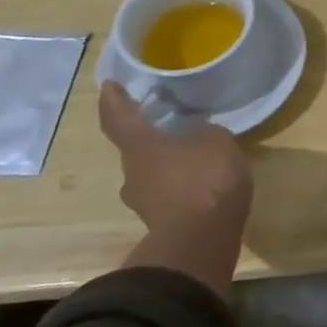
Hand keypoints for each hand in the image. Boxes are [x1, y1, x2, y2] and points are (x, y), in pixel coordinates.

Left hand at [99, 81, 252, 290]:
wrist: (201, 240)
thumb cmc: (205, 180)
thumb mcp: (218, 142)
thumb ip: (206, 134)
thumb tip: (199, 137)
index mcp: (140, 146)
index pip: (119, 117)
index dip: (114, 100)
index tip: (109, 86)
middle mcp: (132, 173)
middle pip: (137, 150)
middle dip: (153, 140)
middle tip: (173, 130)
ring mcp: (144, 203)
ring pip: (153, 176)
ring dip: (170, 168)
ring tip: (197, 162)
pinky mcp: (161, 224)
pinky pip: (170, 198)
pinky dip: (183, 190)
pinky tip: (204, 188)